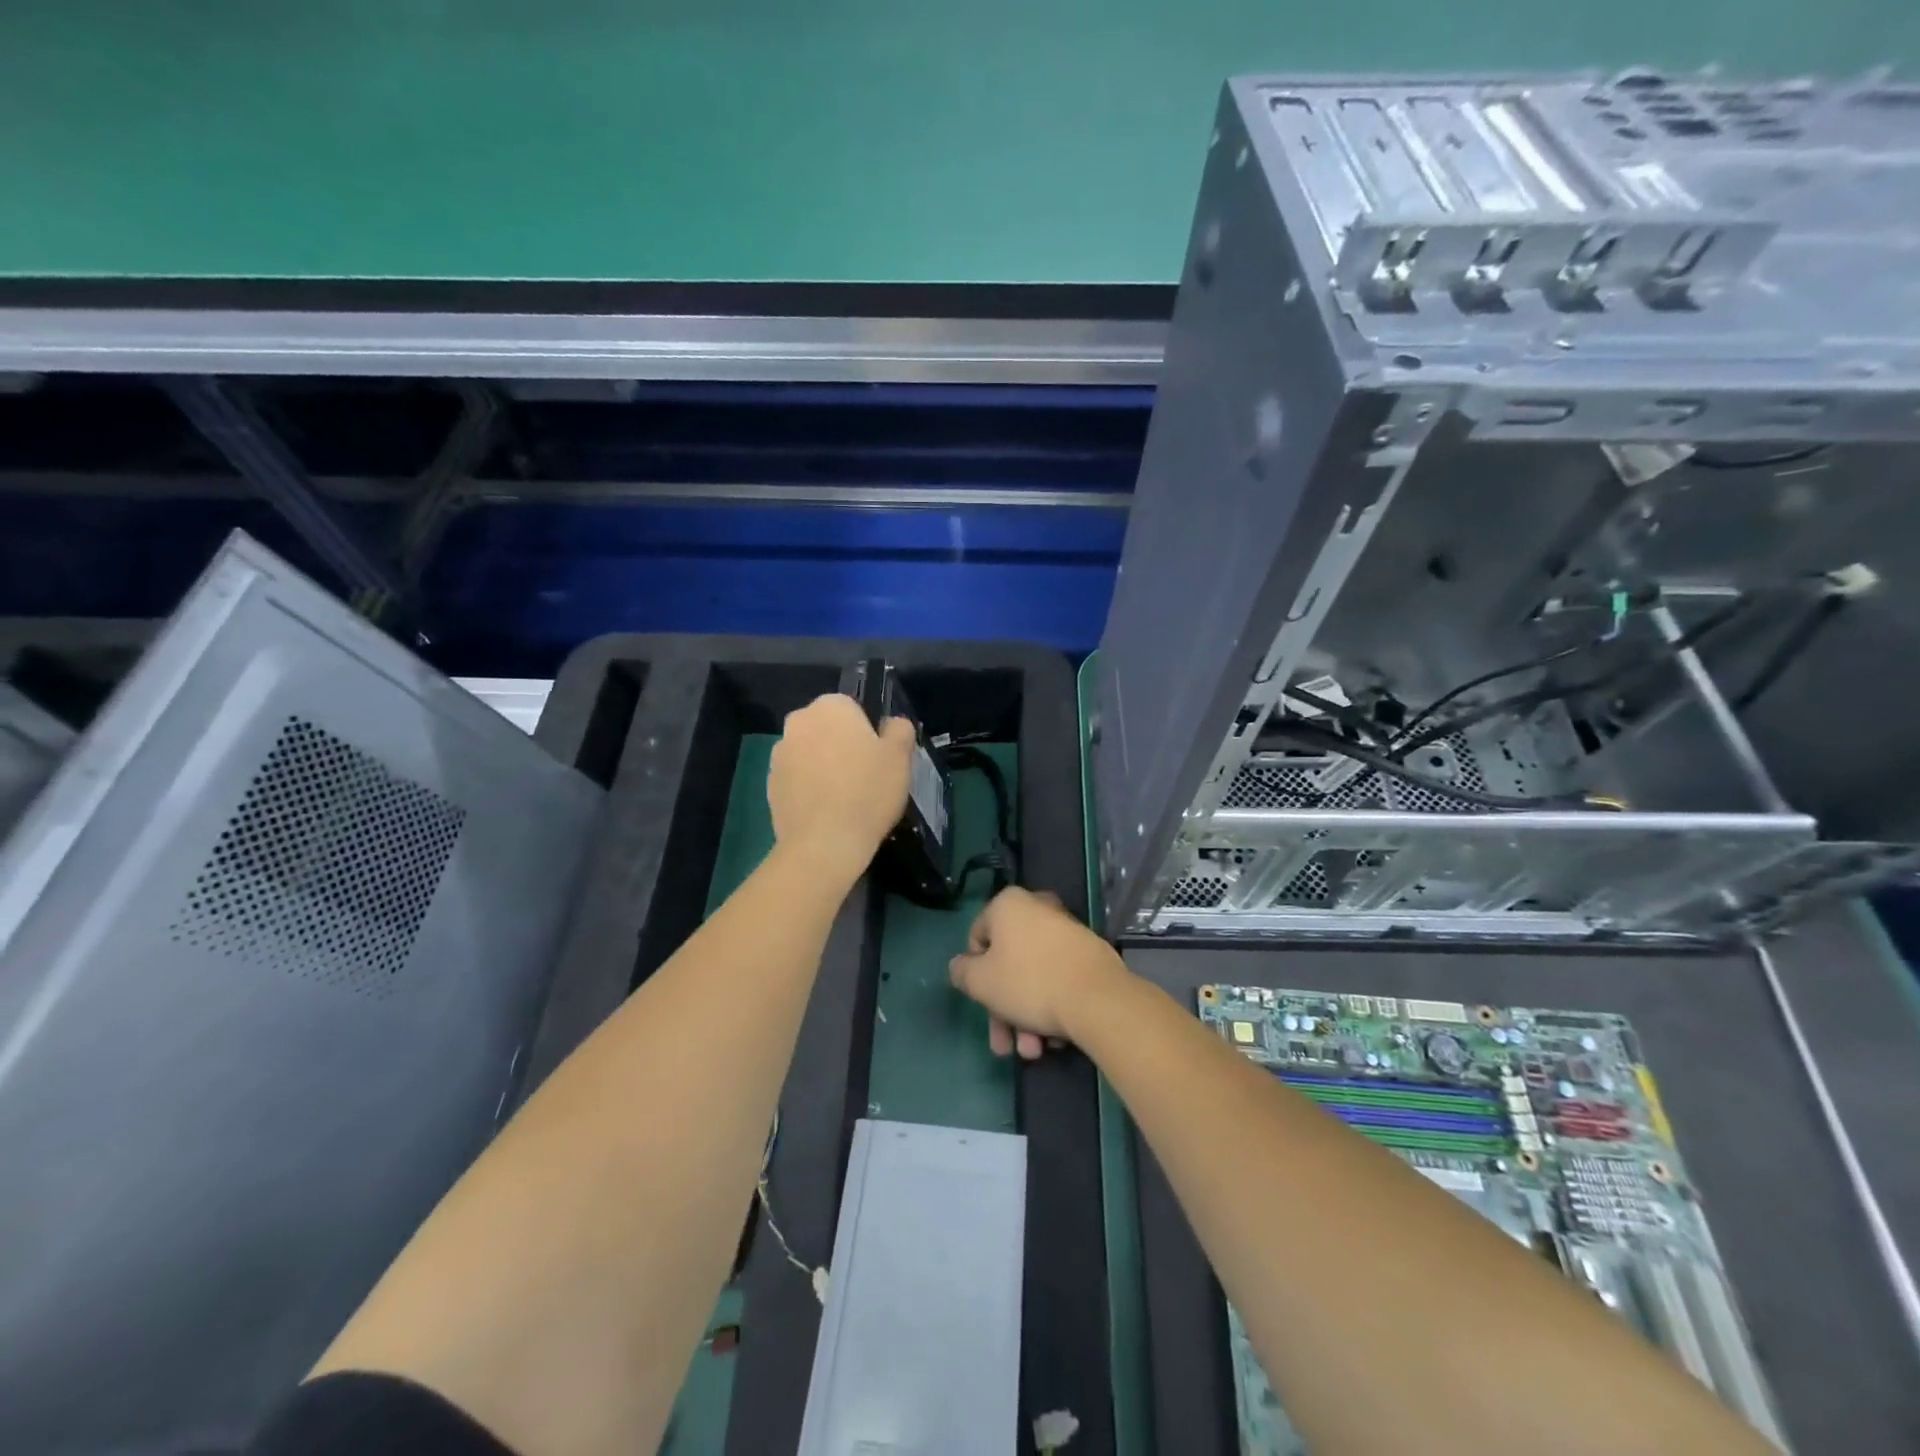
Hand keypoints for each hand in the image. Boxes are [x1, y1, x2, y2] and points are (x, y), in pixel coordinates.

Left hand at [767, 693, 915, 883]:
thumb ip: (899, 730)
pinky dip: (810, 788)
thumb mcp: (900, 757)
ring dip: (824, 766)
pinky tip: (827, 812)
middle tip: (865, 777)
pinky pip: (797, 779)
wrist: (823, 844)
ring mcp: (779, 754)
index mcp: (830, 706)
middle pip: (828, 729)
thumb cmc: (867, 792)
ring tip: (845, 798)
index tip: (879, 758)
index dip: (868, 732)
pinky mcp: (770, 784)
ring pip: (811, 753)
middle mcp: (799, 722)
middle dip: (843, 746)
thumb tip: (892, 724)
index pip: (853, 708)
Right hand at [948, 887, 1126, 1058]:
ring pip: (1034, 976)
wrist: (1098, 1000)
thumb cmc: (1030, 983)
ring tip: (1034, 1052)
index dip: (974, 973)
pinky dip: (1052, 1007)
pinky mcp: (1091, 955)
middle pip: (1008, 963)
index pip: (978, 937)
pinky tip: (1054, 1039)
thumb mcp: (981, 982)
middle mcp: (1038, 908)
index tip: (981, 1002)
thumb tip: (960, 966)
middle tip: (1006, 1044)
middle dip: (1004, 1009)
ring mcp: (1067, 931)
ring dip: (1027, 1017)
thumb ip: (962, 972)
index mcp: (1009, 904)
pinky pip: (1059, 979)